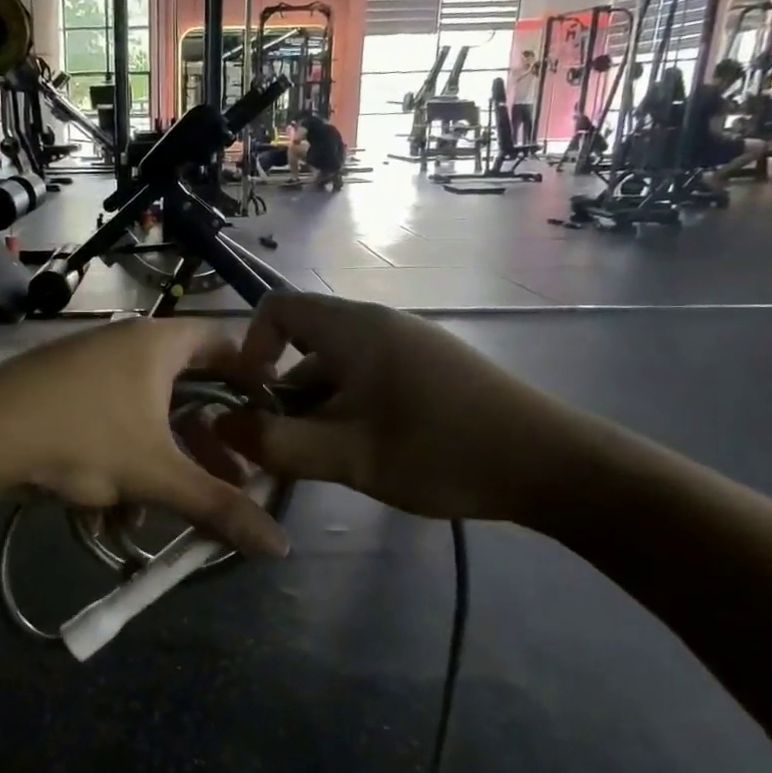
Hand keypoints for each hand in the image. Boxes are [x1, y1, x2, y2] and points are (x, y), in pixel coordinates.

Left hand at [0, 320, 289, 556]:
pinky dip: (118, 458)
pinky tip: (109, 509)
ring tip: (164, 507)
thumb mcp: (156, 475)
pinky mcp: (57, 389)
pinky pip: (107, 420)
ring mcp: (87, 364)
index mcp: (157, 343)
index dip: (252, 374)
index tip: (269, 413)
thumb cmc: (81, 435)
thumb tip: (281, 547)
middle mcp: (124, 342)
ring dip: (159, 460)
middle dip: (205, 439)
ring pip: (143, 413)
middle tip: (227, 476)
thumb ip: (218, 507)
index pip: (223, 341)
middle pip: (184, 388)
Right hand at [218, 294, 601, 526]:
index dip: (250, 346)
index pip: (278, 307)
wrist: (552, 465)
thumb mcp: (348, 455)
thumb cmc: (441, 450)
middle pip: (306, 344)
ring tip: (326, 461)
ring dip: (318, 409)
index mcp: (355, 329)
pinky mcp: (431, 371)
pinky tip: (366, 454)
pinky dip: (350, 411)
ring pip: (338, 369)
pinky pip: (369, 380)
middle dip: (284, 394)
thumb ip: (276, 442)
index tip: (251, 398)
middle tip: (284, 447)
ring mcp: (409, 347)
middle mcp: (379, 325)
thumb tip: (220, 425)